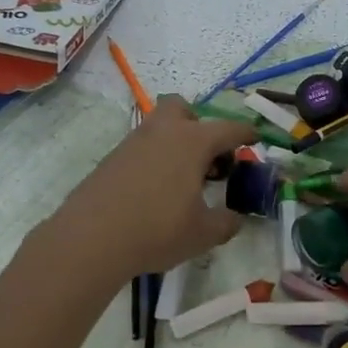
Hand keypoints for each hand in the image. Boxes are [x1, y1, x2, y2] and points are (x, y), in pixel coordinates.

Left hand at [51, 97, 256, 280]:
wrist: (91, 239)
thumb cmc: (157, 230)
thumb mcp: (204, 233)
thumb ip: (227, 222)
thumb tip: (235, 218)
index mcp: (192, 141)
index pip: (229, 128)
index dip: (246, 133)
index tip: (256, 139)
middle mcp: (163, 132)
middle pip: (182, 109)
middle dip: (198, 124)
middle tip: (207, 157)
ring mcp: (133, 142)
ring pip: (159, 127)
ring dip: (175, 143)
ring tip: (183, 180)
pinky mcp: (112, 159)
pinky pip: (141, 148)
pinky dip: (154, 160)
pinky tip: (155, 192)